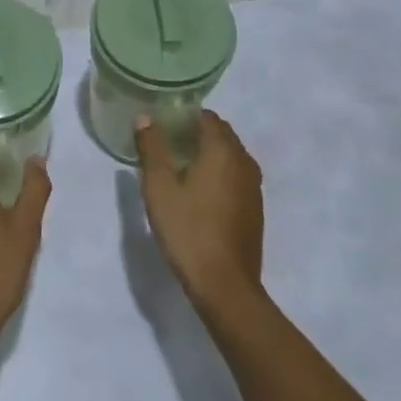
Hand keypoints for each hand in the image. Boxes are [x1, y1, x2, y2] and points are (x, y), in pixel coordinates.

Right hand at [136, 111, 262, 318]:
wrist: (224, 285)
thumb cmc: (188, 230)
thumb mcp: (159, 187)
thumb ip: (152, 148)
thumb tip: (145, 117)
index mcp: (223, 150)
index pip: (207, 117)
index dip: (184, 116)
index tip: (162, 124)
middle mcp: (244, 162)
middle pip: (221, 134)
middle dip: (195, 132)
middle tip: (166, 142)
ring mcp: (254, 187)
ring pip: (230, 156)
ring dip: (208, 153)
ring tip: (179, 166)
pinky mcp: (254, 208)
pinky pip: (236, 176)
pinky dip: (219, 173)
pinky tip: (198, 191)